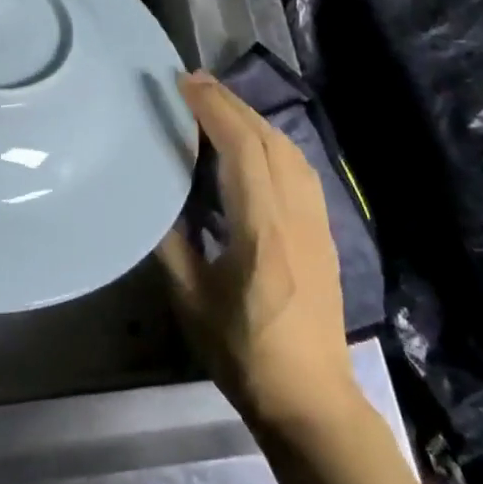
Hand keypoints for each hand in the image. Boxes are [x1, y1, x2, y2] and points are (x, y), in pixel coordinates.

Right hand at [157, 71, 355, 431]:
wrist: (312, 400)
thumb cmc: (245, 355)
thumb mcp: (192, 300)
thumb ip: (173, 244)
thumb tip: (157, 201)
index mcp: (263, 229)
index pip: (243, 149)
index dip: (214, 110)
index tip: (184, 84)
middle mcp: (297, 215)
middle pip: (269, 139)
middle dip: (231, 103)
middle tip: (194, 83)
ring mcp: (317, 222)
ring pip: (290, 150)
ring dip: (254, 119)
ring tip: (218, 106)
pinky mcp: (325, 232)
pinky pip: (300, 169)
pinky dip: (273, 142)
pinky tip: (254, 146)